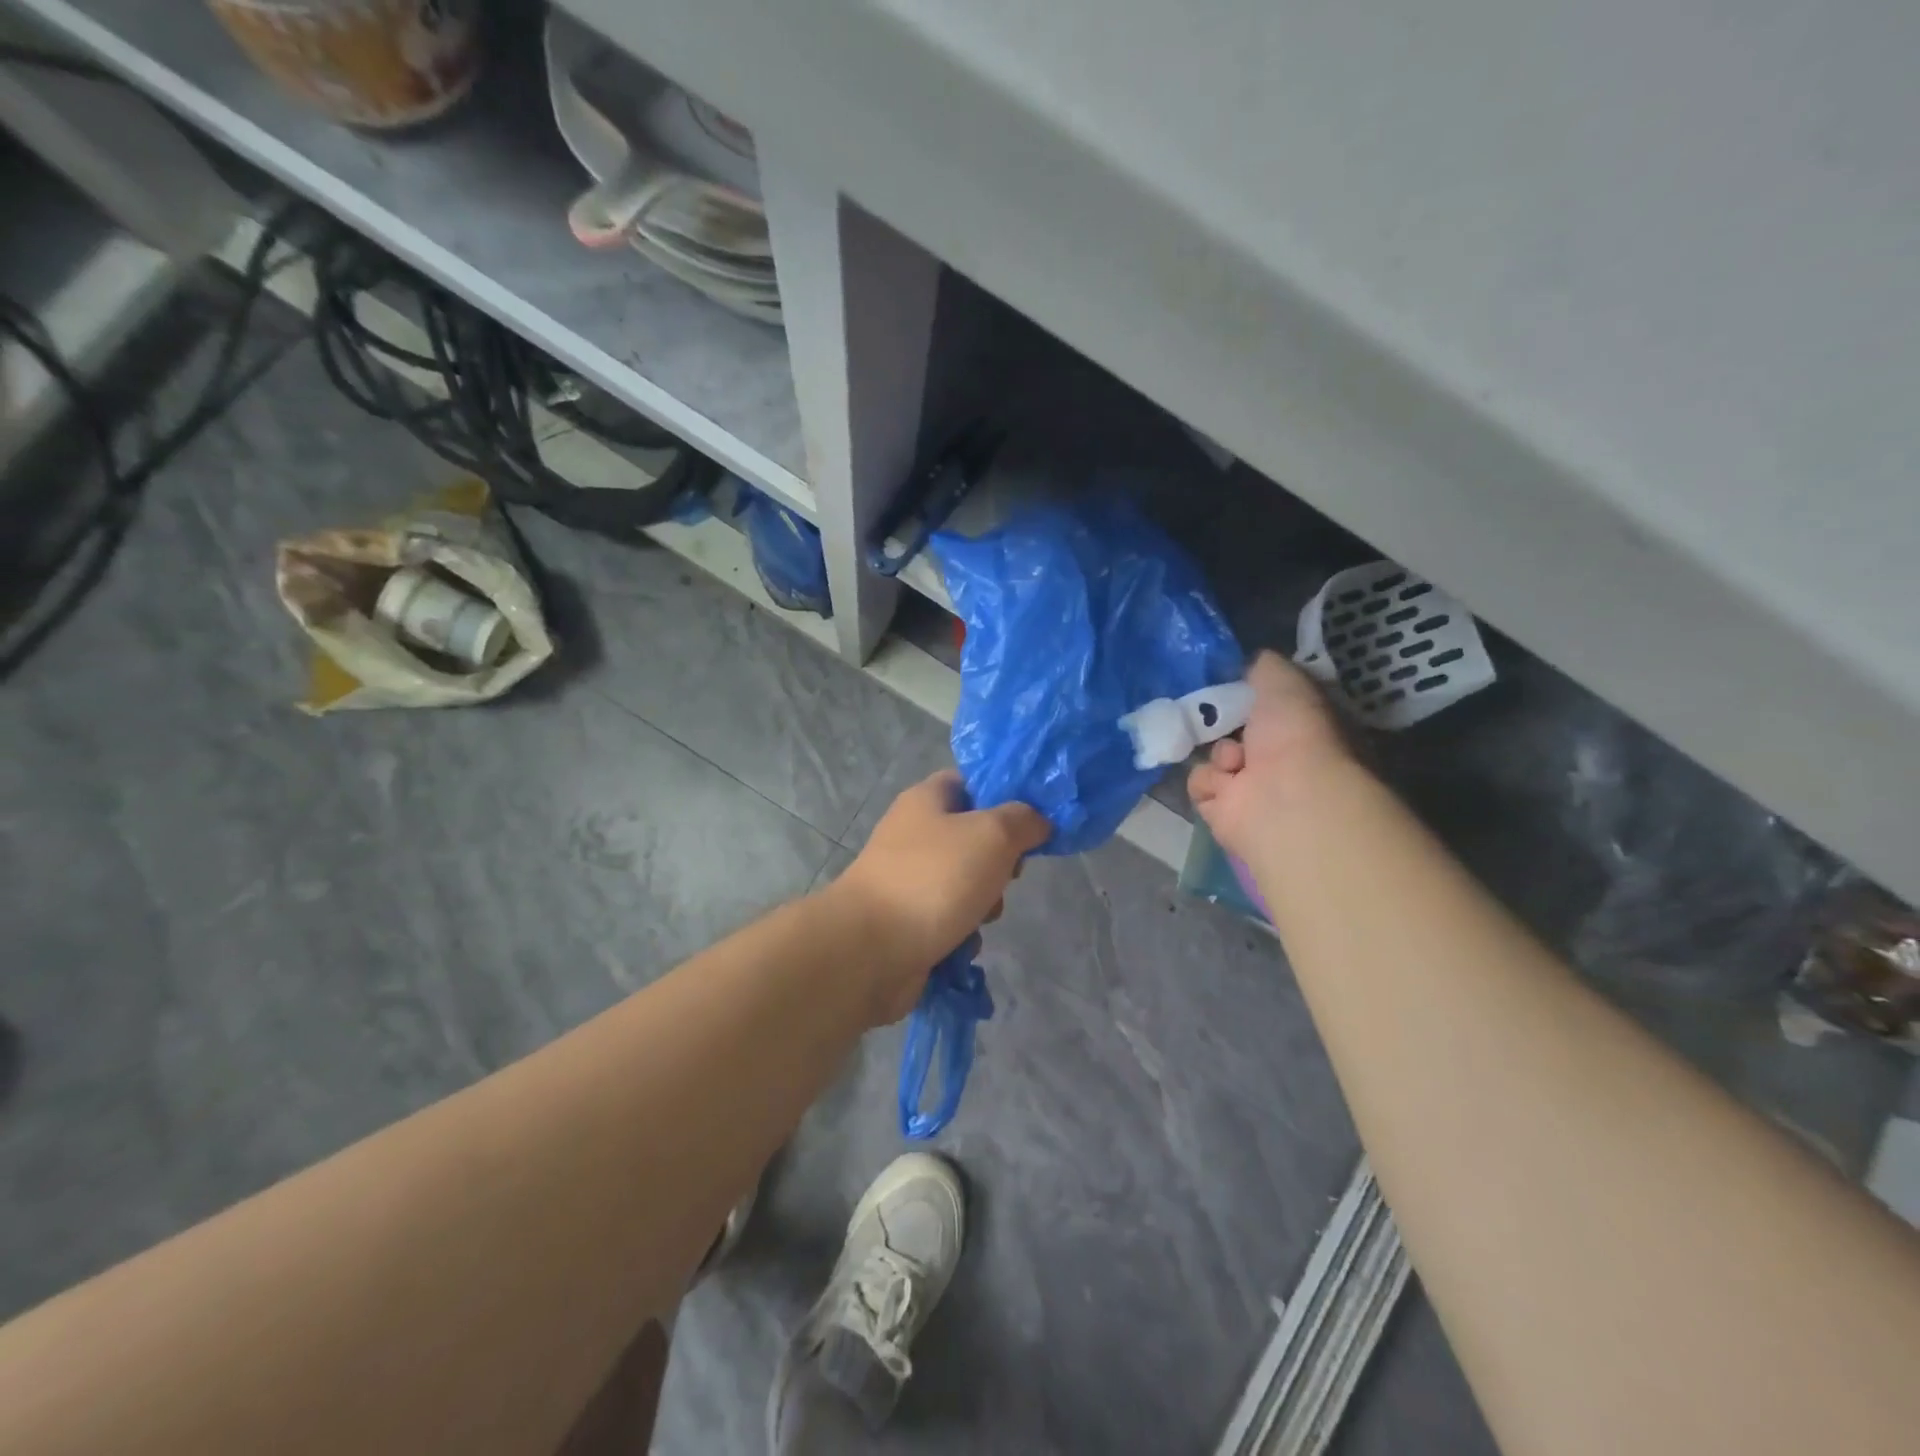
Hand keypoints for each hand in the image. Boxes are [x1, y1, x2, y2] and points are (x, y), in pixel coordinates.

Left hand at [828, 770, 1050, 1023]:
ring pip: (967, 883)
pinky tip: (961, 942)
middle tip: (1007, 875)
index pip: (971, 782)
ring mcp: (908, 879)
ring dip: (985, 903)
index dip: (1004, 797)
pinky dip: (962, 931)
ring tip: (982, 915)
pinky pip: (950, 920)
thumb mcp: (993, 834)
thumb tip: (1037, 821)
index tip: (1030, 822)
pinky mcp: (907, 921)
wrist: (871, 950)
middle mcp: (914, 834)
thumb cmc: (934, 879)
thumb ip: (1023, 820)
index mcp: (927, 799)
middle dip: (1000, 861)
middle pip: (974, 837)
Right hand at [1187, 651, 1351, 862]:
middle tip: (1217, 715)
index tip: (1231, 684)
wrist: (1285, 797)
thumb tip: (1250, 663)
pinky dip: (1209, 781)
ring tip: (1234, 760)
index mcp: (1302, 727)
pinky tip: (1228, 783)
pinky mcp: (1224, 811)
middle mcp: (1280, 759)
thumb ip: (1264, 667)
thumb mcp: (1284, 680)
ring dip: (1219, 753)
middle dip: (1224, 722)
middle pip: (1235, 730)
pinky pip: (1201, 783)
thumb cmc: (1295, 734)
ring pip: (1215, 755)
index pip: (1267, 706)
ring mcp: (1253, 788)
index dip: (1249, 694)